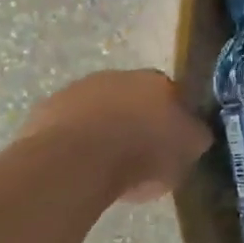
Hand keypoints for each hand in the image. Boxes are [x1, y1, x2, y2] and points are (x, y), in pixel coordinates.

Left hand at [21, 70, 211, 201]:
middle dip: (137, 121)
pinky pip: (70, 126)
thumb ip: (195, 139)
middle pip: (134, 99)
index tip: (170, 146)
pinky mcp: (48, 108)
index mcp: (160, 82)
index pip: (174, 96)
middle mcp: (120, 76)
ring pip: (100, 109)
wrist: (77, 160)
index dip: (172, 121)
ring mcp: (80, 89)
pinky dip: (76, 141)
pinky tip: (79, 167)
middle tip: (138, 156)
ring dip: (104, 129)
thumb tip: (196, 134)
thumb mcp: (187, 153)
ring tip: (105, 166)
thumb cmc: (142, 154)